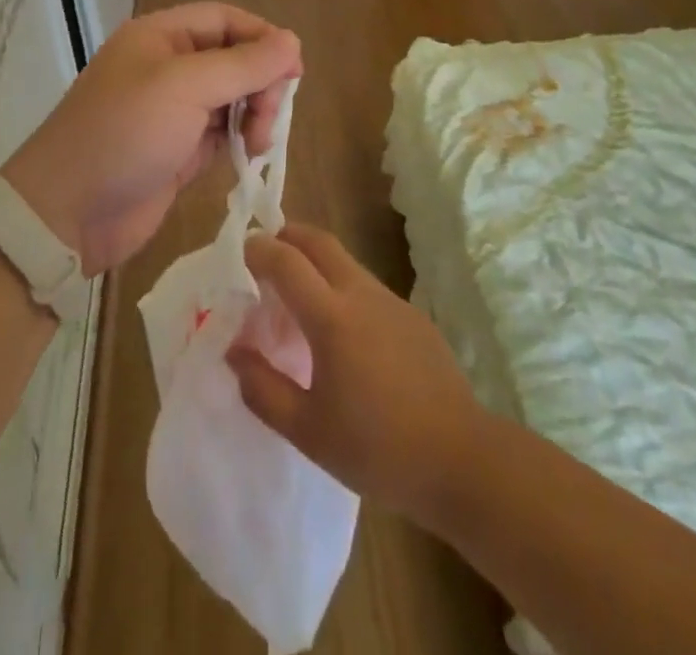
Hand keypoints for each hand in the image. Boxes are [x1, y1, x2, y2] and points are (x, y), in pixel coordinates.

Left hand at [1, 3, 300, 273]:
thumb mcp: (185, 87)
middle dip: (260, 83)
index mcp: (161, 36)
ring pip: (233, 97)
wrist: (67, 212)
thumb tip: (293, 41)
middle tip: (268, 118)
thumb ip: (243, 64)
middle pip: (234, 58)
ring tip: (257, 144)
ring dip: (254, 114)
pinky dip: (241, 140)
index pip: (225, 20)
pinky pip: (223, 132)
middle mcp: (168, 66)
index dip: (263, 38)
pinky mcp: (179, 149)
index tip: (293, 71)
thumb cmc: (125, 133)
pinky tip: (247, 156)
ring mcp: (173, 110)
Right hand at [228, 224, 486, 524]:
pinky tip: (343, 333)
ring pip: (345, 262)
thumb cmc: (377, 449)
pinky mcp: (413, 316)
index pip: (286, 261)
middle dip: (288, 236)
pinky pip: (367, 287)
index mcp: (331, 317)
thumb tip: (234, 353)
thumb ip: (263, 389)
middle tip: (266, 253)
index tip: (240, 252)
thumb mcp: (308, 431)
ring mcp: (392, 301)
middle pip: (319, 241)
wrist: (461, 460)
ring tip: (298, 294)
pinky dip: (342, 288)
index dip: (259, 250)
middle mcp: (361, 294)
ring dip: (316, 261)